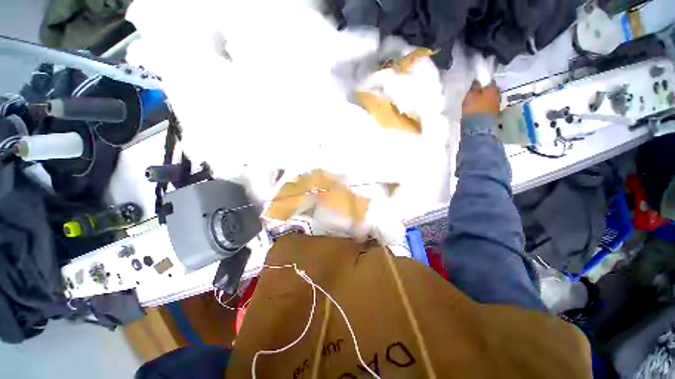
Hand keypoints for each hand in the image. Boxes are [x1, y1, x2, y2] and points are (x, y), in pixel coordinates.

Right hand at [462, 81, 499, 117]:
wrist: (478, 127)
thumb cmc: (473, 108)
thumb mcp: (470, 96)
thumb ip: (474, 87)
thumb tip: (477, 80)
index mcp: (492, 89)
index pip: (490, 82)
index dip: (484, 82)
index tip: (478, 85)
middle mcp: (497, 95)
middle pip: (492, 91)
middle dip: (486, 92)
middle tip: (478, 94)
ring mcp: (497, 106)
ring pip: (491, 100)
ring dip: (486, 100)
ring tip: (477, 103)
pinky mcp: (494, 115)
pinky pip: (489, 108)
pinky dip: (485, 107)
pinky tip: (479, 110)